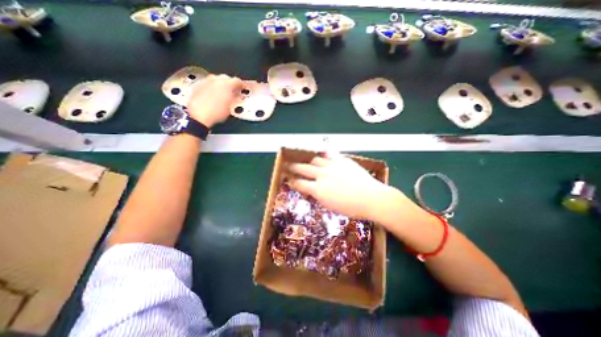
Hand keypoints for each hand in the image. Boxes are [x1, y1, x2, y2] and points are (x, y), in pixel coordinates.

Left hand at [187, 74, 243, 127]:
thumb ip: (236, 98)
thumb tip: (237, 95)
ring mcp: (206, 81)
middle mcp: (216, 80)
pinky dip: (212, 88)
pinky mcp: (198, 85)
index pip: (238, 81)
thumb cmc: (215, 112)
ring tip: (223, 95)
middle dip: (231, 84)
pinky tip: (214, 96)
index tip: (243, 88)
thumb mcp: (231, 107)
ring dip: (221, 86)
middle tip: (234, 92)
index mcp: (227, 84)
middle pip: (226, 78)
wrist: (199, 116)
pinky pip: (208, 84)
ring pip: (216, 80)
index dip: (242, 85)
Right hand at [287, 151, 389, 218]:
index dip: (293, 181)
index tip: (289, 180)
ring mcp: (333, 166)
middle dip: (295, 167)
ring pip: (316, 159)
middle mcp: (322, 175)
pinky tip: (325, 155)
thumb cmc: (351, 208)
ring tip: (310, 163)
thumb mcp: (330, 206)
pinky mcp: (342, 160)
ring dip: (311, 162)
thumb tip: (313, 189)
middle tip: (290, 166)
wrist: (372, 198)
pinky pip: (331, 154)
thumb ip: (319, 195)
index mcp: (318, 189)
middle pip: (303, 168)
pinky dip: (326, 155)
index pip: (300, 183)